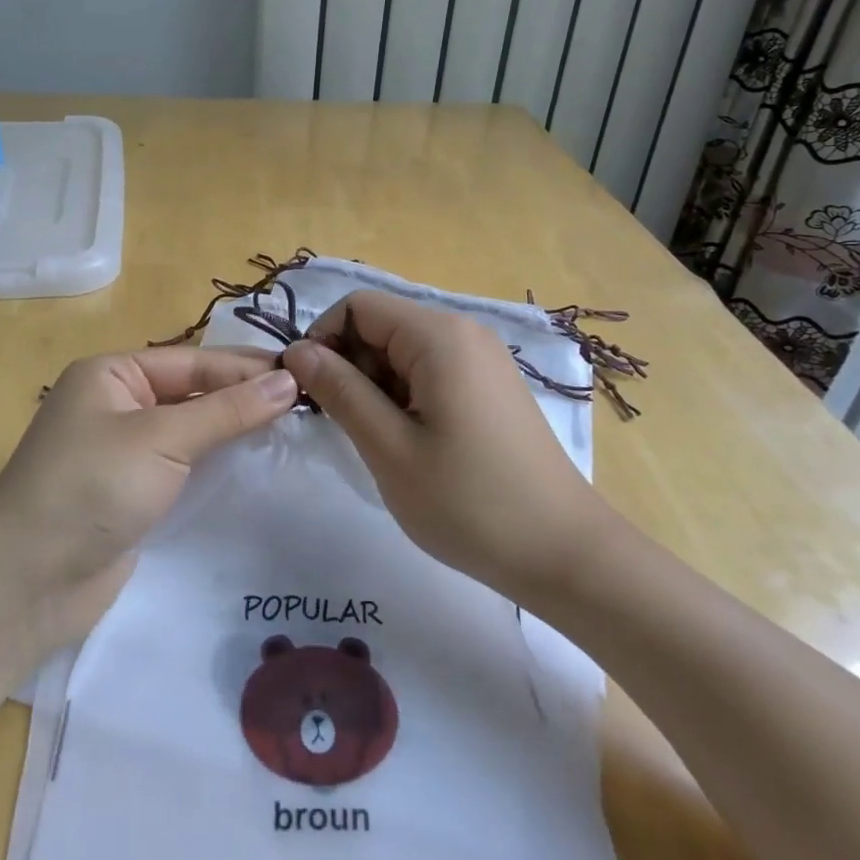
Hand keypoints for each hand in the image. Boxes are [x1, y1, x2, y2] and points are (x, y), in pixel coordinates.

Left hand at [0, 348, 300, 650]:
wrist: (27, 582)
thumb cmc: (91, 488)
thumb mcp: (162, 439)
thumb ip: (227, 411)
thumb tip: (288, 382)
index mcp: (113, 374)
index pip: (194, 362)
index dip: (247, 369)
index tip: (304, 374)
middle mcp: (118, 404)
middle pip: (193, 392)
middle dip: (244, 397)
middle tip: (307, 401)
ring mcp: (125, 451)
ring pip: (191, 430)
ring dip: (234, 430)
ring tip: (293, 429)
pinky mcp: (133, 493)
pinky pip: (184, 466)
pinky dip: (217, 464)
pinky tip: (255, 464)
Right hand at [281, 289, 619, 600]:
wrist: (562, 552)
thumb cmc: (468, 502)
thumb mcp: (389, 448)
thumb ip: (339, 391)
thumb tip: (297, 351)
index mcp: (438, 335)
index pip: (356, 306)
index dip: (322, 341)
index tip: (307, 393)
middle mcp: (463, 331)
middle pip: (381, 325)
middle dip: (349, 365)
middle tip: (342, 425)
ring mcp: (482, 358)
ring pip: (402, 351)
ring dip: (375, 385)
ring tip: (378, 441)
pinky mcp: (490, 385)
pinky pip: (430, 370)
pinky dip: (404, 395)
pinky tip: (410, 442)